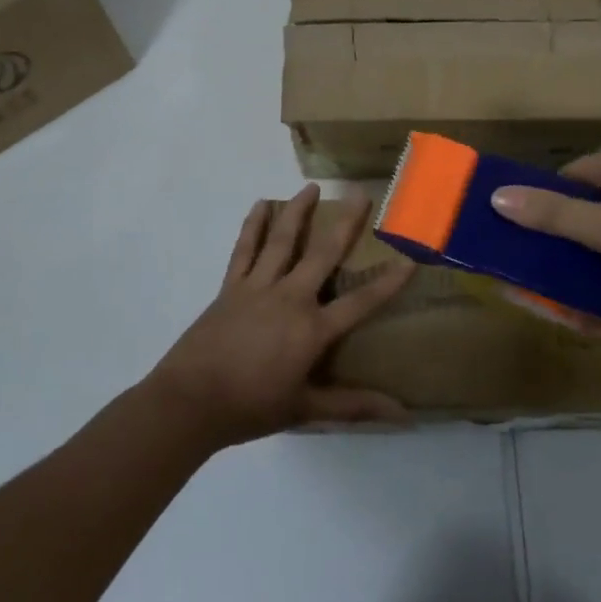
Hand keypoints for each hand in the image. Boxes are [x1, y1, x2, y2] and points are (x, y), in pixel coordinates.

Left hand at [145, 184, 415, 448]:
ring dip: (297, 212)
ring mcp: (258, 288)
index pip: (361, 302)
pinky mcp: (231, 287)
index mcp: (312, 329)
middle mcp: (290, 298)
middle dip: (345, 223)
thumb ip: (353, 406)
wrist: (189, 402)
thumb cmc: (251, 407)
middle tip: (359, 194)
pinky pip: (245, 250)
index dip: (388, 281)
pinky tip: (261, 205)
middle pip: (323, 254)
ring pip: (282, 241)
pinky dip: (253, 226)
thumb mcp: (305, 409)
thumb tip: (403, 415)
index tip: (411, 257)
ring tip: (309, 187)